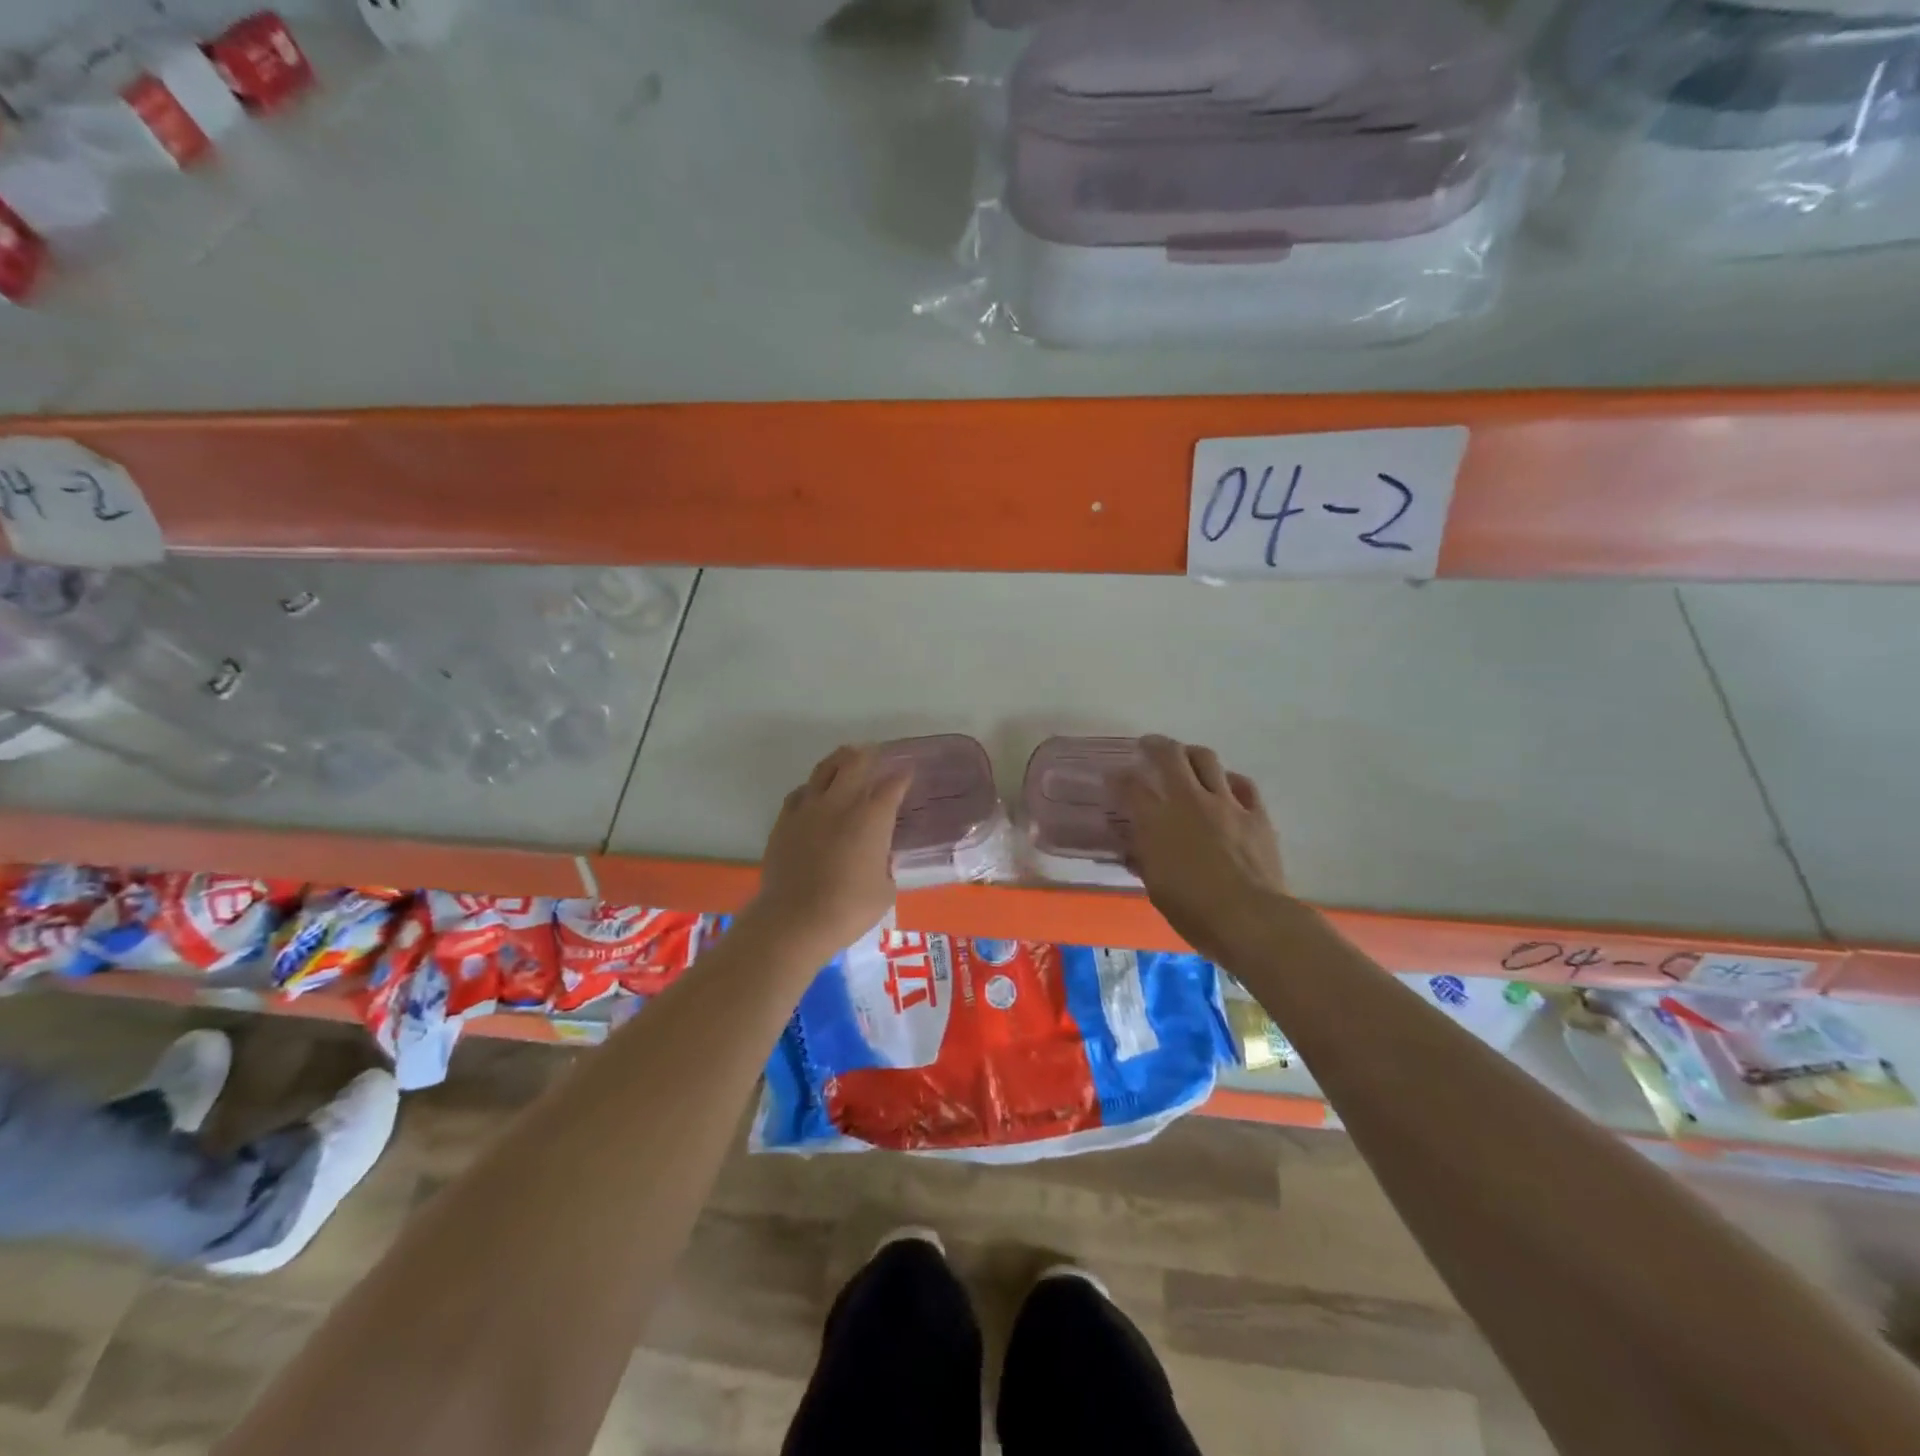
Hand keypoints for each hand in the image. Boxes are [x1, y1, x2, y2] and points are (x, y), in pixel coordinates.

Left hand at [745, 745, 910, 960]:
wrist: (794, 920)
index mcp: (873, 817)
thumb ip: (885, 866)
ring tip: (846, 760)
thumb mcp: (885, 890)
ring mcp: (809, 808)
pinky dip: (812, 788)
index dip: (903, 776)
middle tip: (875, 755)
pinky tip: (814, 795)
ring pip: (824, 769)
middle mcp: (841, 802)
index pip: (893, 785)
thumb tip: (880, 860)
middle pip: (855, 762)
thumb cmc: (848, 908)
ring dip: (839, 761)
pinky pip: (800, 792)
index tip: (908, 773)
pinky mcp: (784, 821)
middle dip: (869, 755)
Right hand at [1118, 735, 1287, 963]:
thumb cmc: (1193, 910)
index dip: (1118, 778)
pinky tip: (1226, 785)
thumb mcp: (1155, 887)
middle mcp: (1189, 801)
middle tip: (1148, 746)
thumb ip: (1144, 858)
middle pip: (1170, 756)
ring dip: (1192, 754)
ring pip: (1207, 760)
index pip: (1130, 786)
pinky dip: (1230, 780)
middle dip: (1155, 745)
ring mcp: (1226, 803)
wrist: (1250, 918)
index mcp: (1157, 820)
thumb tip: (1134, 847)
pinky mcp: (1256, 814)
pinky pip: (1243, 784)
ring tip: (1186, 757)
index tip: (1113, 777)